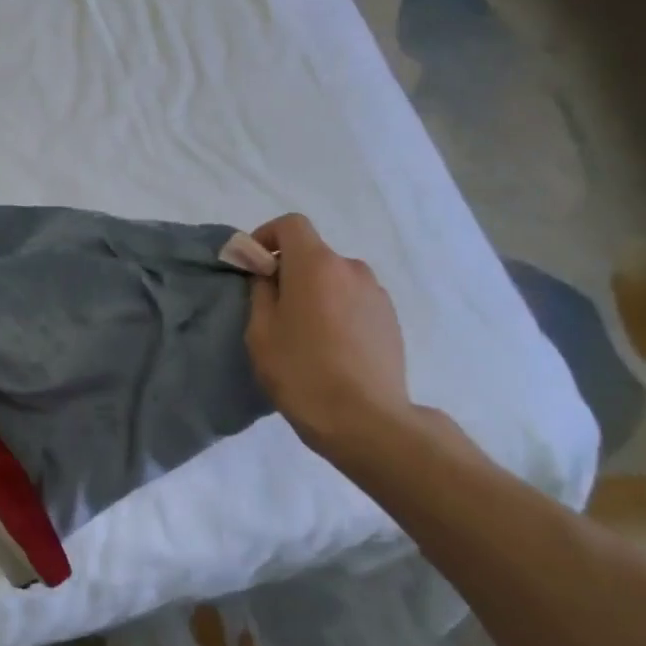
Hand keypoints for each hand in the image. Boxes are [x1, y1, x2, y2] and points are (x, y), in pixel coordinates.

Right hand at [245, 214, 415, 461]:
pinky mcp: (391, 320)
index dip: (267, 237)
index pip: (291, 225)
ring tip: (305, 333)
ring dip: (316, 292)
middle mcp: (351, 269)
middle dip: (290, 271)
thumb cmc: (302, 372)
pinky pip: (354, 301)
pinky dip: (338, 310)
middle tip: (274, 308)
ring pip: (335, 279)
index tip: (254, 266)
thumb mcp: (261, 332)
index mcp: (316, 265)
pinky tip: (331, 348)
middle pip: (314, 254)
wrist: (367, 421)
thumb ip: (260, 292)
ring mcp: (376, 294)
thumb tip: (266, 274)